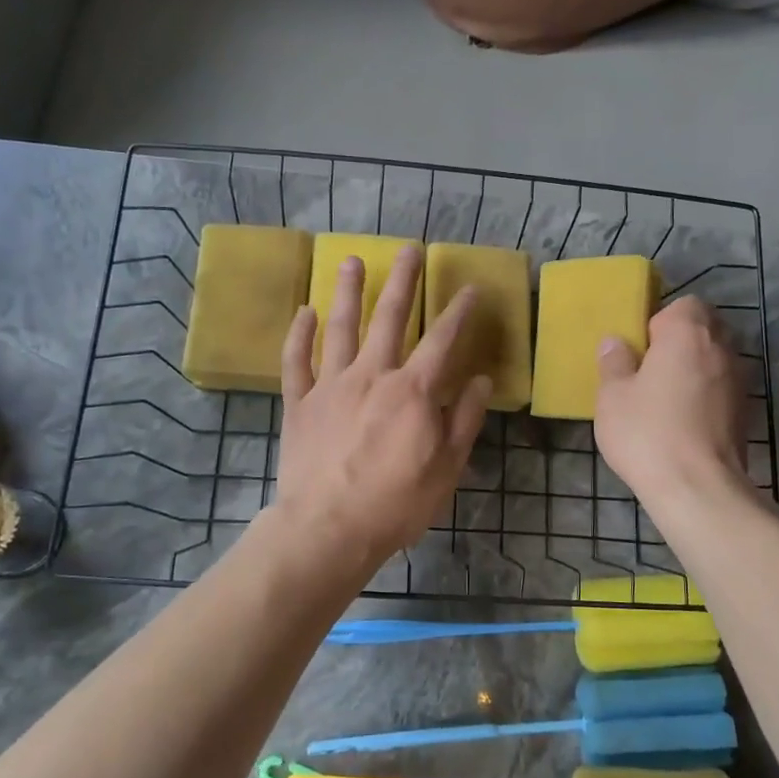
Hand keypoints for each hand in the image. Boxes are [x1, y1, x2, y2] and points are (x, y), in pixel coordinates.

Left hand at [275, 246, 492, 573]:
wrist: (329, 528)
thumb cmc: (396, 503)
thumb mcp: (447, 467)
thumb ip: (465, 419)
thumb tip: (482, 380)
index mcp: (413, 391)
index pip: (442, 339)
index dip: (459, 311)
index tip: (469, 287)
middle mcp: (372, 375)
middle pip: (389, 317)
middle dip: (402, 281)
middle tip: (409, 249)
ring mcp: (331, 385)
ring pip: (340, 327)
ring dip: (348, 291)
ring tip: (352, 260)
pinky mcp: (299, 403)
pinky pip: (296, 360)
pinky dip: (299, 334)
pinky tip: (304, 312)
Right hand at [594, 296, 748, 508]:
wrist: (698, 488)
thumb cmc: (648, 433)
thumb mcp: (613, 397)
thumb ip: (614, 363)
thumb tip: (616, 343)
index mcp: (688, 333)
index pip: (685, 304)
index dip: (661, 320)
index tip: (641, 347)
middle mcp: (722, 348)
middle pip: (706, 328)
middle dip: (681, 341)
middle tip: (650, 370)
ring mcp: (740, 381)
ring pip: (716, 359)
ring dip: (696, 368)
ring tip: (667, 397)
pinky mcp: (746, 412)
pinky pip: (723, 388)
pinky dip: (707, 395)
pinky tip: (685, 421)